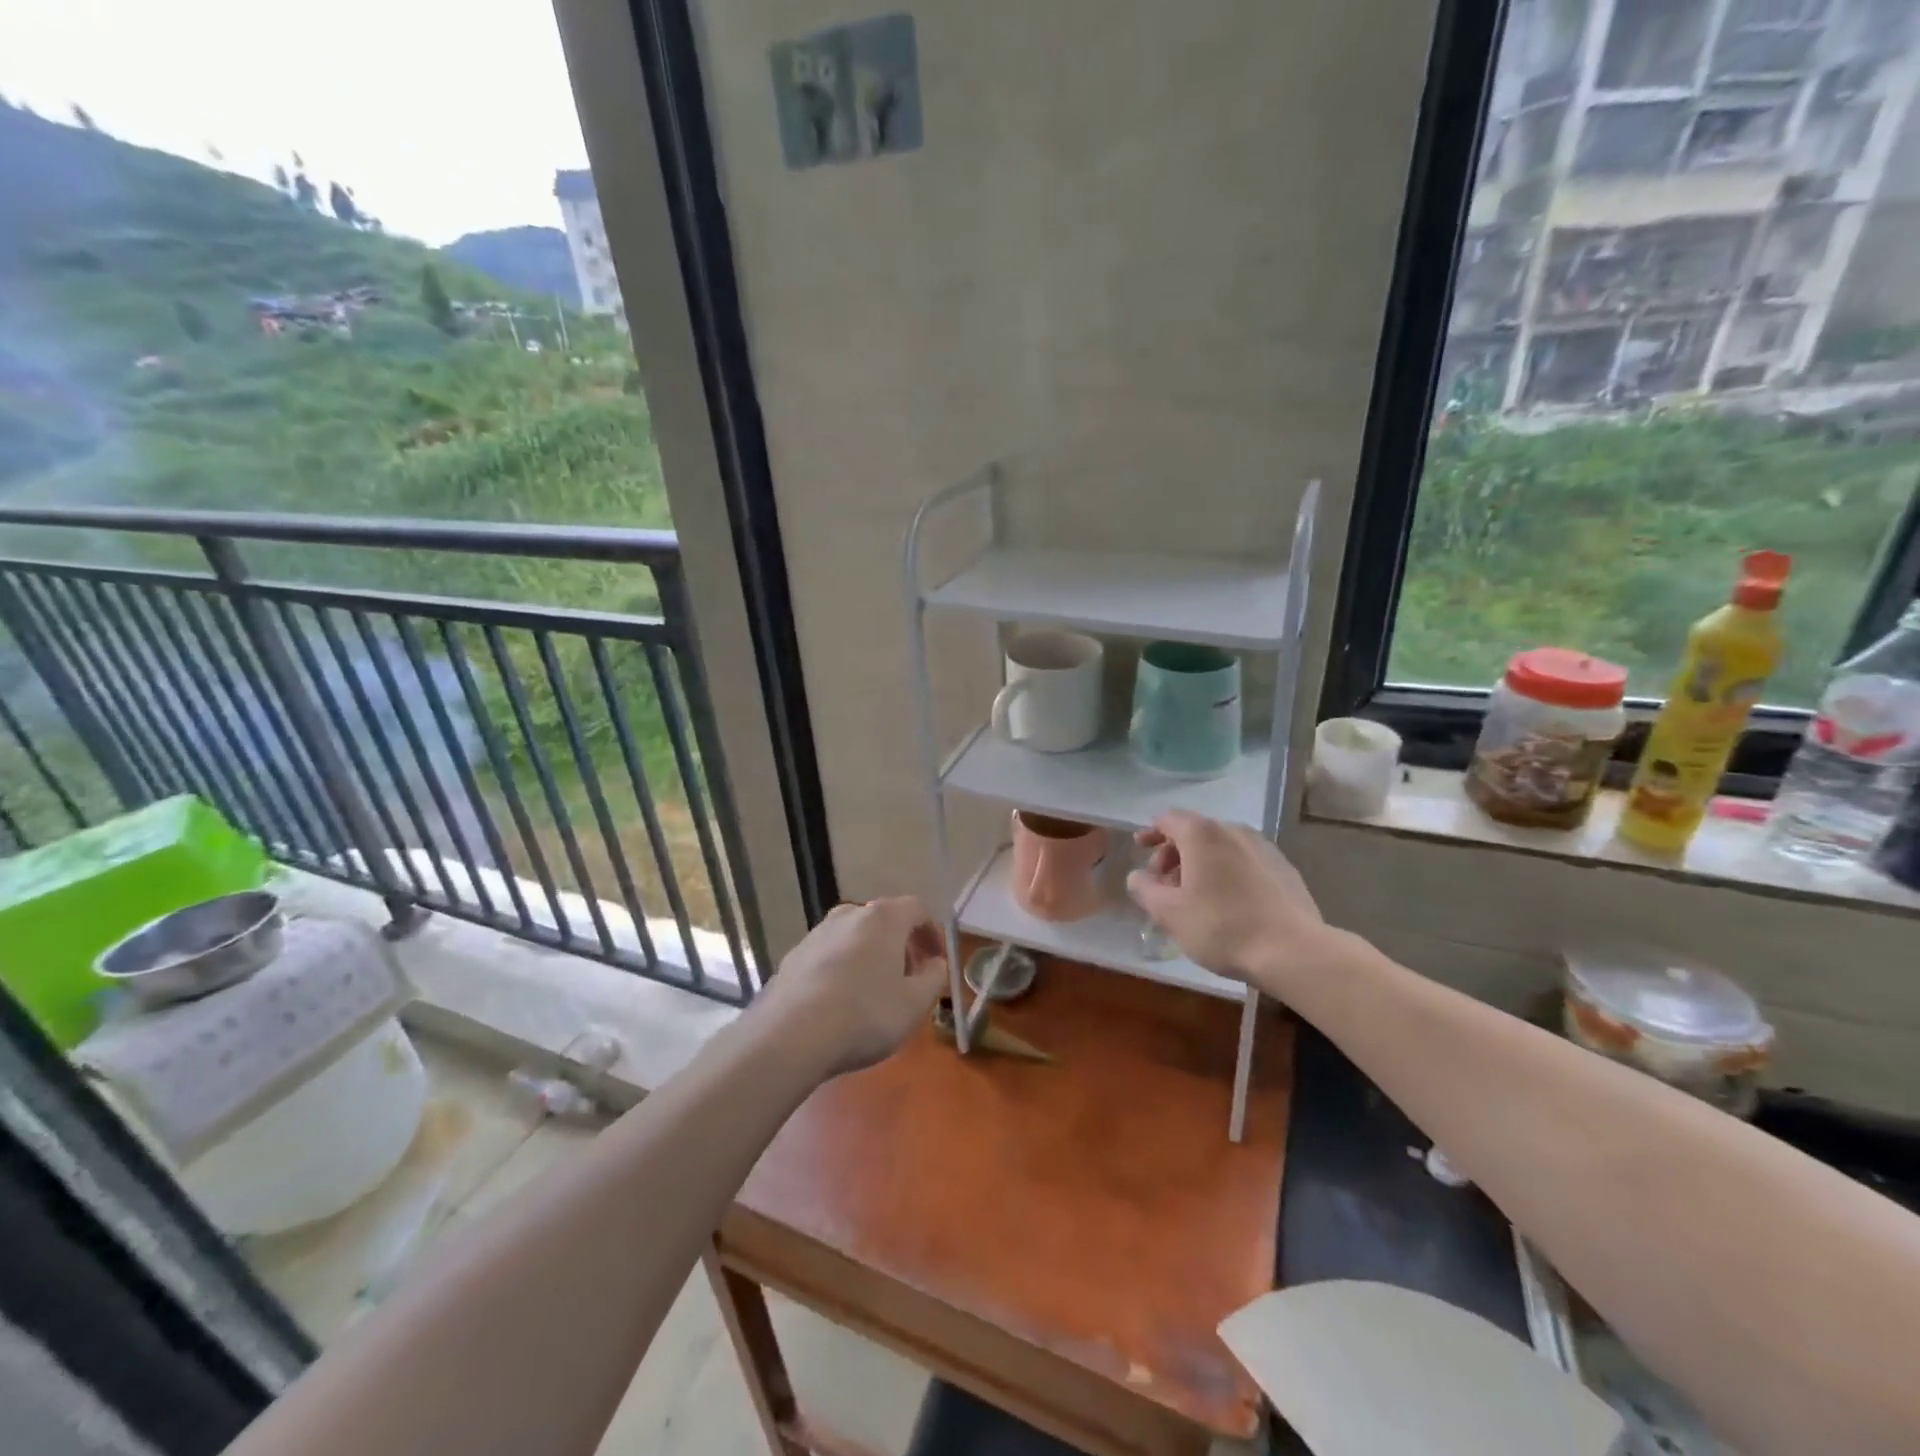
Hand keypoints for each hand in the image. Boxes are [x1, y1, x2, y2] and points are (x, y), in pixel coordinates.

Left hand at [757, 897, 947, 1077]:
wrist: (790, 1036)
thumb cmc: (865, 1015)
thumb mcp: (915, 1004)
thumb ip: (934, 978)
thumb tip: (935, 964)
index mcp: (883, 918)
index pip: (917, 909)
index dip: (932, 933)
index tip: (937, 962)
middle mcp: (849, 914)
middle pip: (884, 921)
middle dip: (902, 946)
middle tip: (910, 979)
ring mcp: (816, 933)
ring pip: (855, 938)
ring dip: (871, 957)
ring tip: (875, 994)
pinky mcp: (793, 956)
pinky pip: (830, 956)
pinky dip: (843, 970)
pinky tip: (841, 1004)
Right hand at [1126, 810, 1336, 992]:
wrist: (1293, 951)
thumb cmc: (1221, 927)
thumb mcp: (1168, 913)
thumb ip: (1144, 889)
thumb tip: (1138, 877)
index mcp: (1202, 834)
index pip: (1168, 819)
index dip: (1151, 832)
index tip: (1140, 849)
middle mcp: (1234, 830)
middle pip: (1195, 832)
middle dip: (1174, 854)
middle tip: (1164, 885)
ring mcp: (1264, 848)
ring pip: (1222, 847)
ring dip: (1202, 865)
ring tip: (1195, 896)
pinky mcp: (1285, 869)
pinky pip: (1245, 862)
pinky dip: (1228, 873)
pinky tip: (1228, 903)